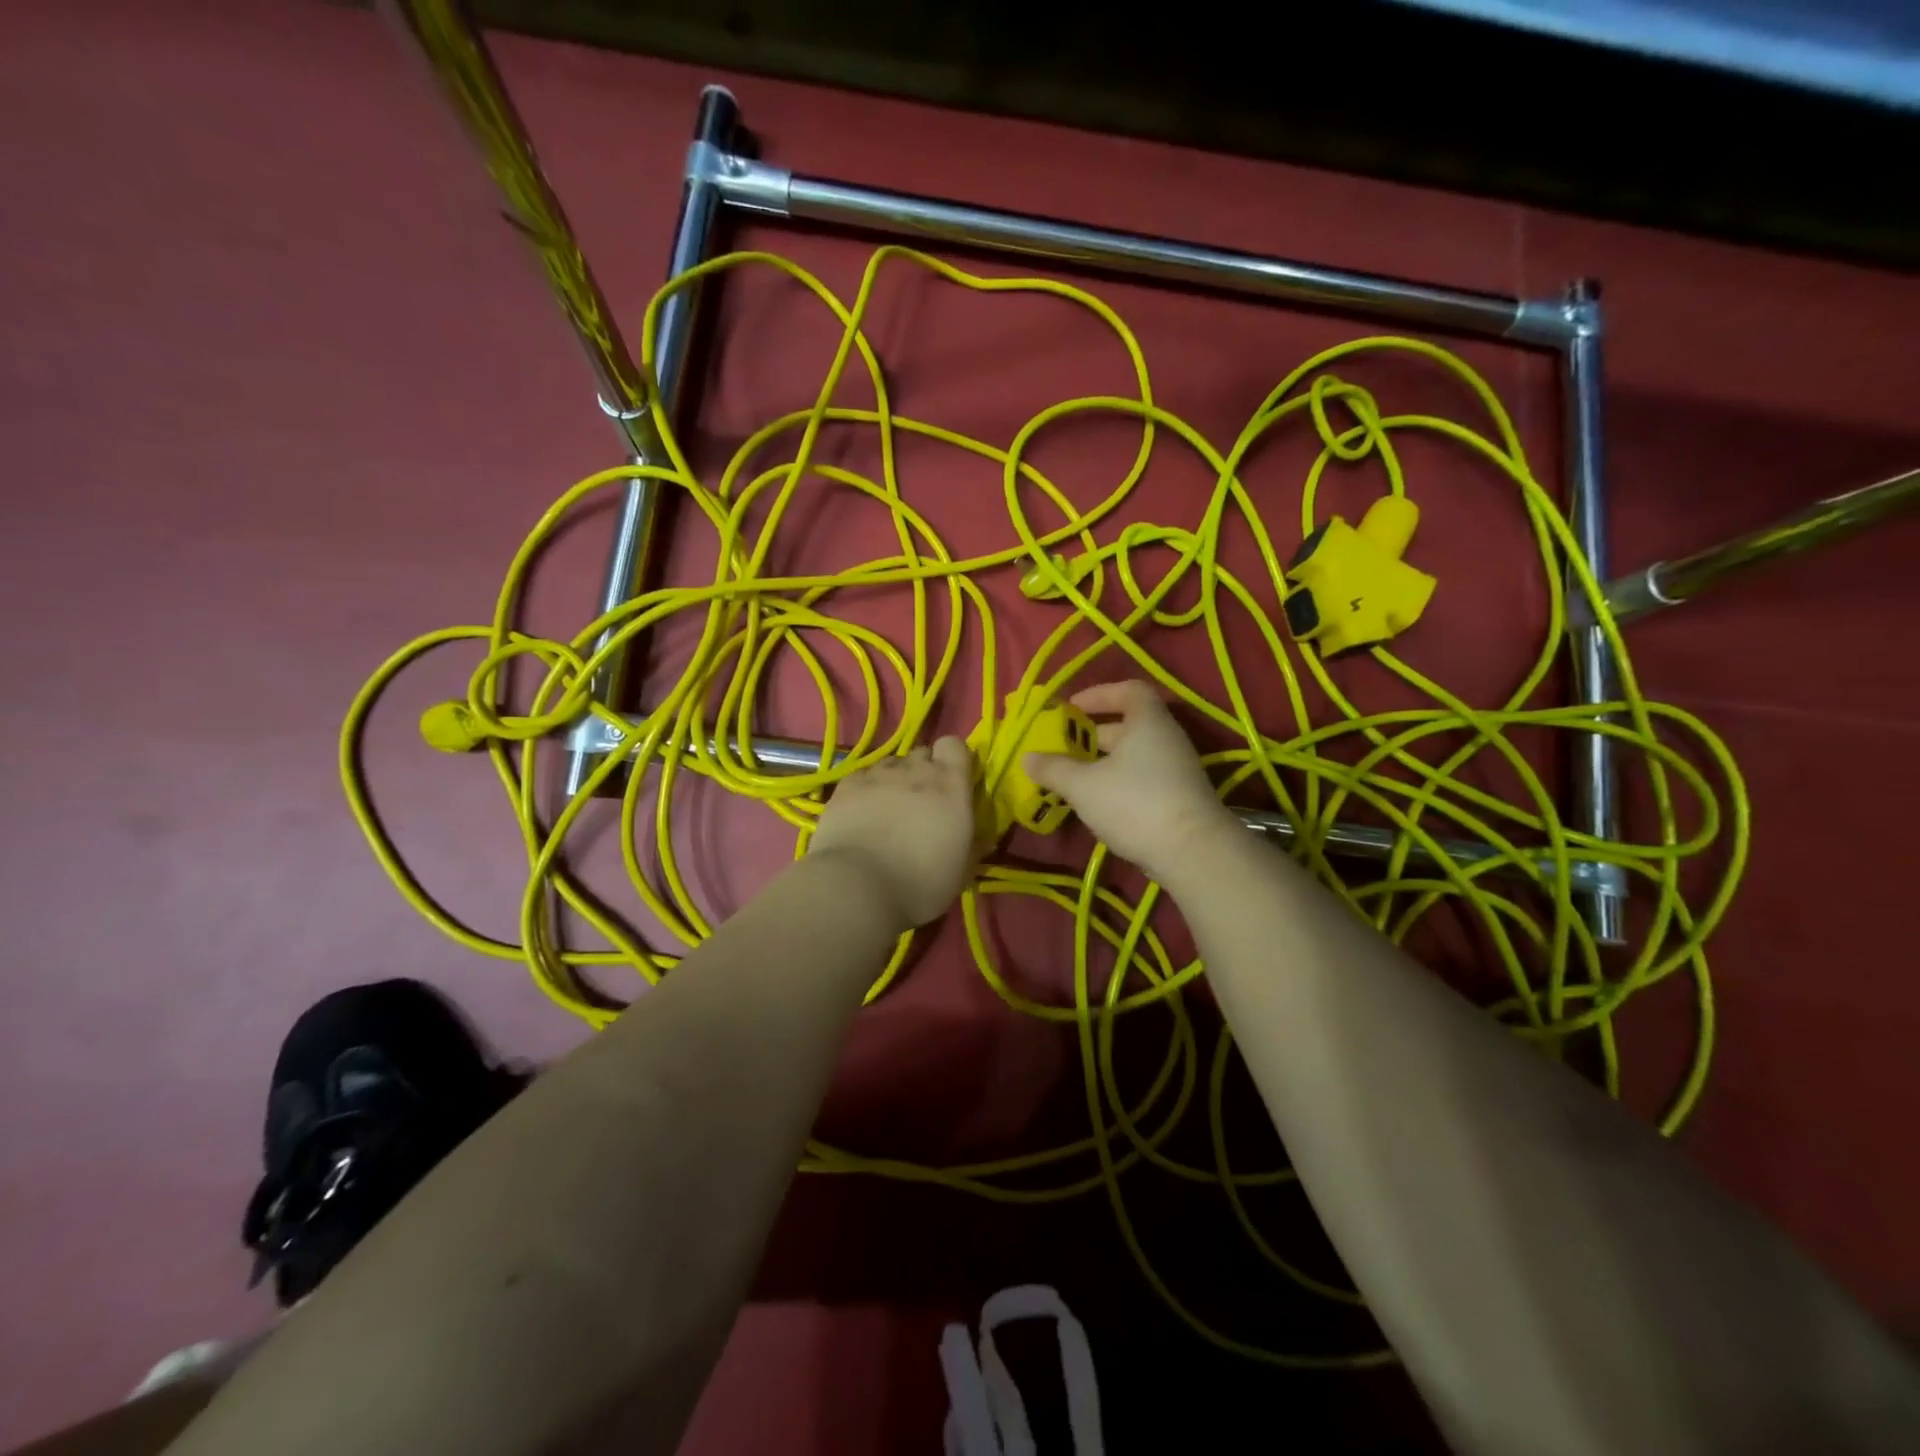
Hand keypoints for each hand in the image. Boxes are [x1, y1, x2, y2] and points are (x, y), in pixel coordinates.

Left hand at [808, 736, 976, 928]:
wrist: (858, 888)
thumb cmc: (920, 884)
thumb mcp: (961, 871)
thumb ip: (971, 845)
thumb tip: (979, 838)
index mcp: (950, 786)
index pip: (955, 745)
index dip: (953, 760)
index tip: (953, 783)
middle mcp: (915, 770)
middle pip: (922, 753)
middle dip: (923, 771)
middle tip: (921, 803)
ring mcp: (878, 775)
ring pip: (891, 763)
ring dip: (895, 779)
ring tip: (888, 809)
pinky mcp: (846, 785)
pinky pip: (863, 775)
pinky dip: (866, 788)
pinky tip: (861, 812)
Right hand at [1024, 681, 1235, 879]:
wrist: (1192, 852)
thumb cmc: (1134, 803)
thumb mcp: (1083, 785)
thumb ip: (1053, 769)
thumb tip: (1027, 758)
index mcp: (1147, 721)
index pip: (1127, 690)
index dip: (1097, 694)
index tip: (1070, 708)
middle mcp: (1165, 738)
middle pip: (1127, 725)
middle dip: (1092, 734)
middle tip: (1062, 746)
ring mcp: (1175, 769)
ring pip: (1132, 755)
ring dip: (1102, 762)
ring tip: (1071, 777)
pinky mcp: (1177, 797)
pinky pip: (1141, 778)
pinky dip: (1117, 782)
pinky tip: (1096, 802)